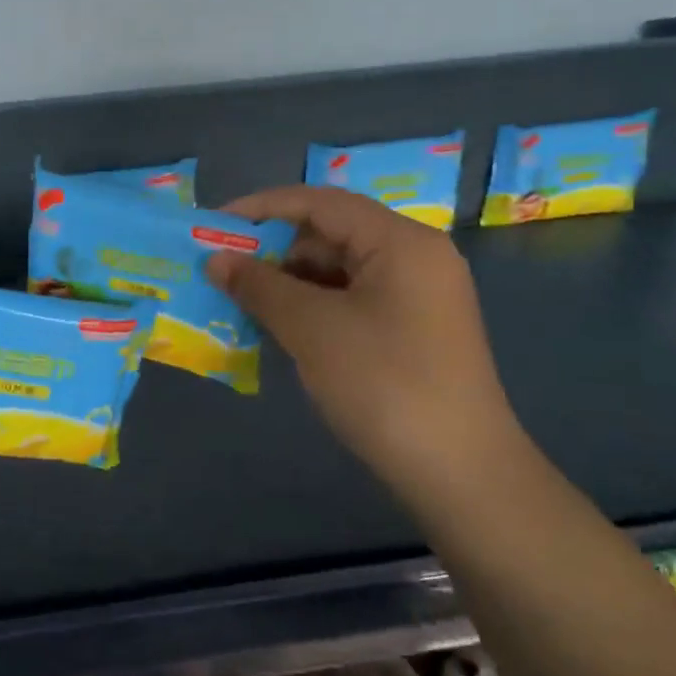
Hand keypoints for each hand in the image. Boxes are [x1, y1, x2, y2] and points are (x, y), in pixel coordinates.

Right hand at [206, 187, 520, 478]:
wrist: (460, 473)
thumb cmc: (384, 385)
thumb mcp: (312, 329)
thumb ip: (260, 285)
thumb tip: (215, 260)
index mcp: (400, 241)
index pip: (321, 202)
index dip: (262, 207)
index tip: (215, 225)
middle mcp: (415, 257)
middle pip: (332, 233)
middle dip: (275, 250)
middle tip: (225, 272)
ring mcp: (418, 295)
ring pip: (340, 270)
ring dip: (291, 282)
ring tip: (245, 303)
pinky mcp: (414, 329)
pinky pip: (353, 300)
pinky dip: (314, 308)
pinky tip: (283, 329)